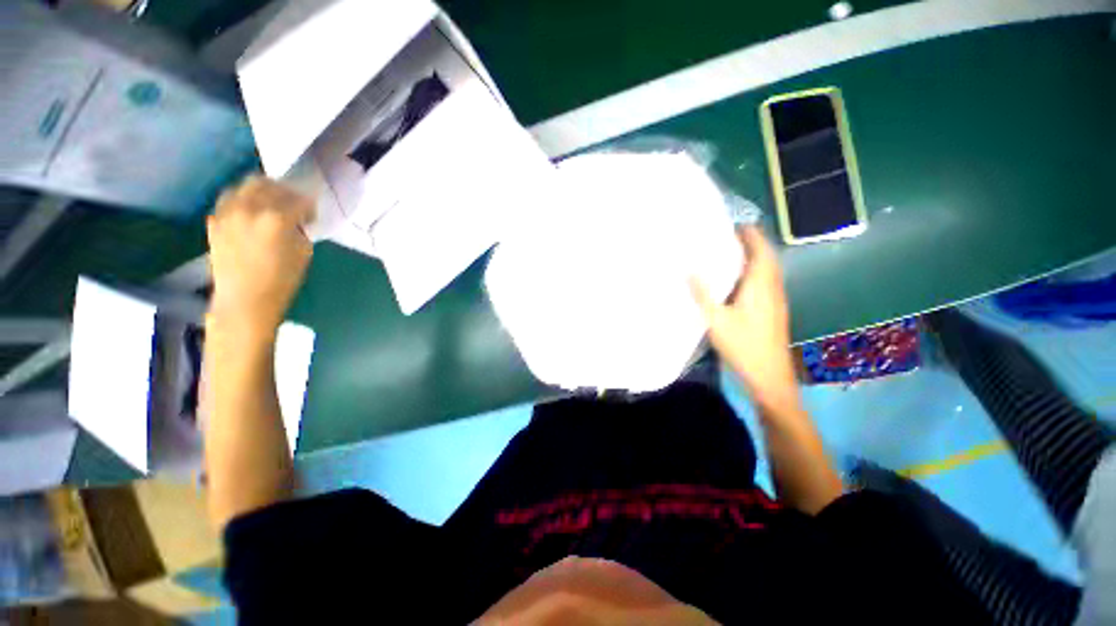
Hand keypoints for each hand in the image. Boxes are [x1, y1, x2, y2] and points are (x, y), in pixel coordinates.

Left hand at [206, 176, 313, 335]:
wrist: (244, 299)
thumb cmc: (282, 280)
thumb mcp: (303, 253)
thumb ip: (300, 229)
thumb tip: (297, 218)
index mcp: (277, 218)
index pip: (299, 199)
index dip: (309, 206)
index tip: (312, 215)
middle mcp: (250, 208)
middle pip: (268, 183)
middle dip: (284, 191)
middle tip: (292, 205)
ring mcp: (228, 212)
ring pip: (245, 186)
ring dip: (262, 191)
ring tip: (269, 206)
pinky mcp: (215, 220)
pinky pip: (230, 199)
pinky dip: (243, 201)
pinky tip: (250, 214)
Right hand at [690, 226, 798, 412]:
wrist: (769, 375)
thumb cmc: (743, 345)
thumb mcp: (716, 319)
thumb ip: (702, 294)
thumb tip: (688, 270)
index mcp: (761, 286)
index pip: (761, 252)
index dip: (752, 236)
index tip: (737, 224)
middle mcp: (772, 289)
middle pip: (767, 259)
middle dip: (753, 244)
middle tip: (730, 237)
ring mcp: (775, 302)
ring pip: (768, 272)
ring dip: (754, 259)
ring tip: (732, 254)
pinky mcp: (773, 312)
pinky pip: (765, 284)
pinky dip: (754, 274)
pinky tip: (738, 283)